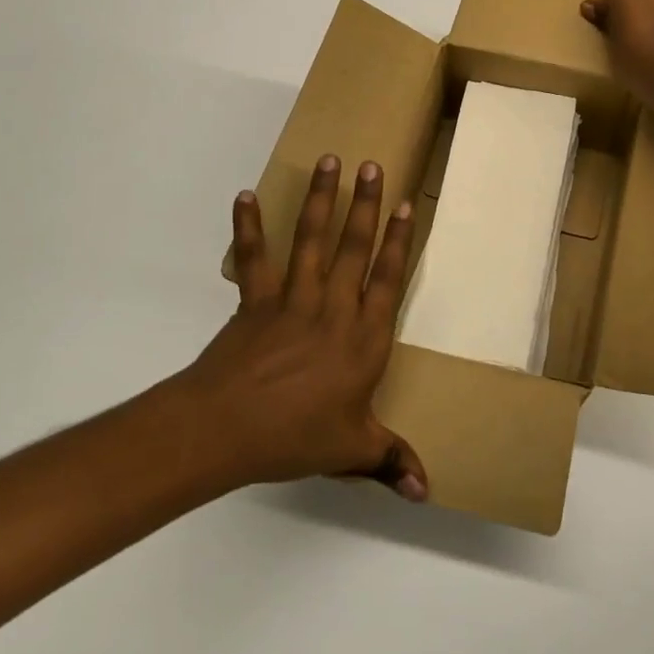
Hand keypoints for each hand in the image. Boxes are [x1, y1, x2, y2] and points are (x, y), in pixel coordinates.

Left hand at [177, 154, 427, 500]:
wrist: (226, 430)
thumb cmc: (295, 437)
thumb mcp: (351, 450)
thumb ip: (390, 460)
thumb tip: (427, 492)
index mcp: (363, 338)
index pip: (387, 279)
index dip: (399, 241)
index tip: (406, 205)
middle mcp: (333, 308)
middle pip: (353, 248)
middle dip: (365, 204)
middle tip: (372, 165)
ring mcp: (292, 300)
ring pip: (311, 241)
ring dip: (320, 200)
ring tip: (329, 161)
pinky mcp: (256, 302)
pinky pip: (254, 258)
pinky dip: (248, 227)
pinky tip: (245, 196)